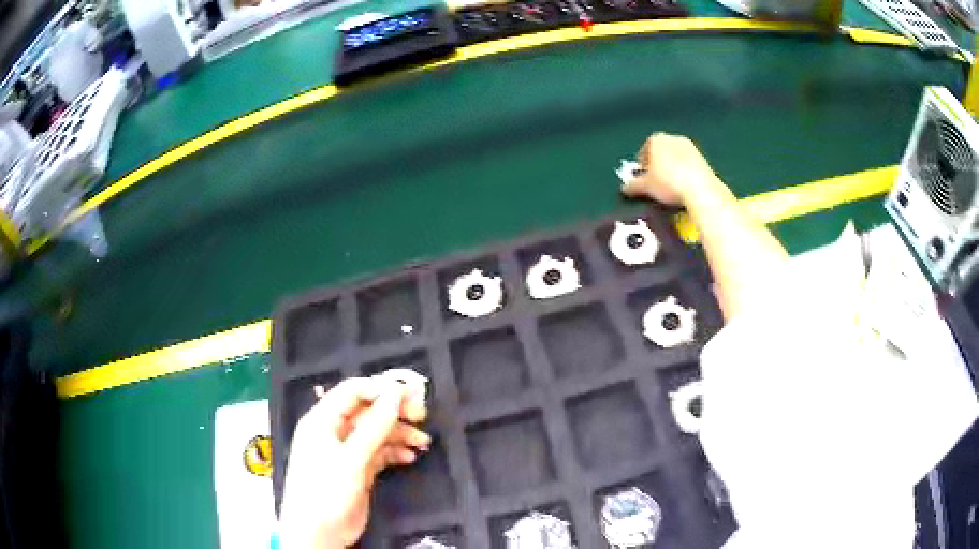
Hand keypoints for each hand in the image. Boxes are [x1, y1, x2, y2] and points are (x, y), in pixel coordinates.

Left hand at [279, 377, 429, 548]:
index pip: (353, 391)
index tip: (411, 395)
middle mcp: (334, 431)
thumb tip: (396, 393)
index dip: (381, 389)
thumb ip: (374, 426)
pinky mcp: (357, 469)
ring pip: (376, 432)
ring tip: (423, 442)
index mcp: (323, 420)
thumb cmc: (326, 490)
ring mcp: (346, 451)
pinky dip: (394, 452)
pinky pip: (378, 452)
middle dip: (394, 412)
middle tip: (421, 417)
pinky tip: (410, 458)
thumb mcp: (351, 459)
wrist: (318, 533)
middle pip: (367, 411)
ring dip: (399, 434)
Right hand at [621, 133, 716, 205]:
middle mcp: (674, 138)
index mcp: (656, 139)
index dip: (642, 165)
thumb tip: (625, 188)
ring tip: (670, 187)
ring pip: (676, 158)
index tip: (642, 178)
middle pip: (662, 152)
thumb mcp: (646, 187)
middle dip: (658, 165)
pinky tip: (683, 187)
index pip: (644, 150)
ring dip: (672, 169)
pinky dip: (684, 173)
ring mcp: (691, 147)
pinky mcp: (704, 159)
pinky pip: (689, 165)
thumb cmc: (668, 183)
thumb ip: (633, 185)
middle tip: (655, 182)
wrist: (700, 189)